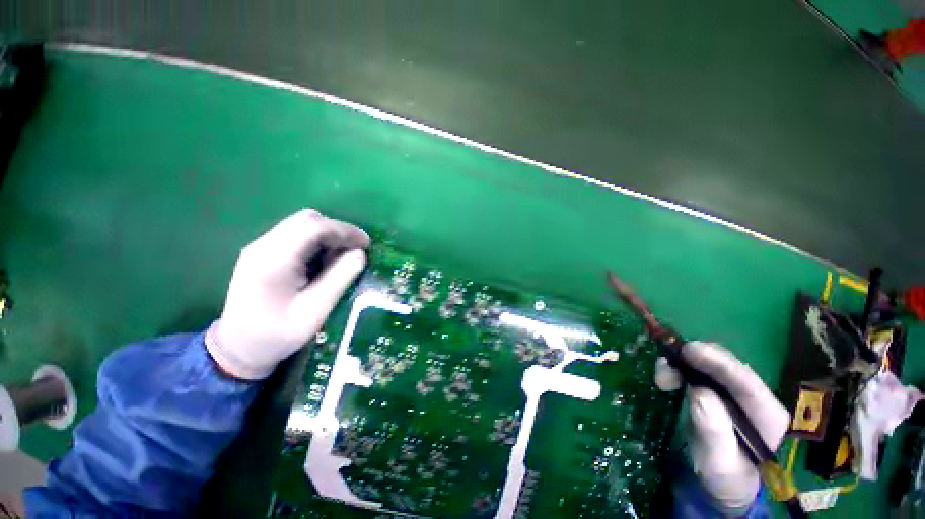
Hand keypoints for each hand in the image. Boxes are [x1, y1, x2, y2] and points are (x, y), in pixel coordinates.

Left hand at [206, 209, 369, 379]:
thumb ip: (339, 278)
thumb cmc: (277, 335)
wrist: (238, 348)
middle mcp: (264, 245)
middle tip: (355, 251)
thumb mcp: (315, 311)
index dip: (345, 231)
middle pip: (307, 220)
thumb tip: (360, 253)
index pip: (314, 227)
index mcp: (274, 259)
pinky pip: (296, 235)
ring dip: (328, 236)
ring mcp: (261, 247)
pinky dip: (317, 242)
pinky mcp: (263, 253)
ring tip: (341, 258)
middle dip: (337, 231)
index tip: (366, 244)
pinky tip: (323, 262)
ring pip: (302, 225)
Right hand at [655, 342, 790, 512]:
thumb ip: (714, 431)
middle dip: (696, 360)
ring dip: (684, 364)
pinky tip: (667, 375)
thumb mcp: (719, 462)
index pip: (746, 383)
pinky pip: (698, 371)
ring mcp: (735, 392)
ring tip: (662, 376)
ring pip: (710, 365)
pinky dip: (680, 368)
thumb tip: (698, 392)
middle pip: (728, 367)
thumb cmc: (724, 477)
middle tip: (665, 365)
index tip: (689, 350)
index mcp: (768, 416)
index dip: (718, 362)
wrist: (722, 482)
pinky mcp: (718, 390)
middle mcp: (755, 397)